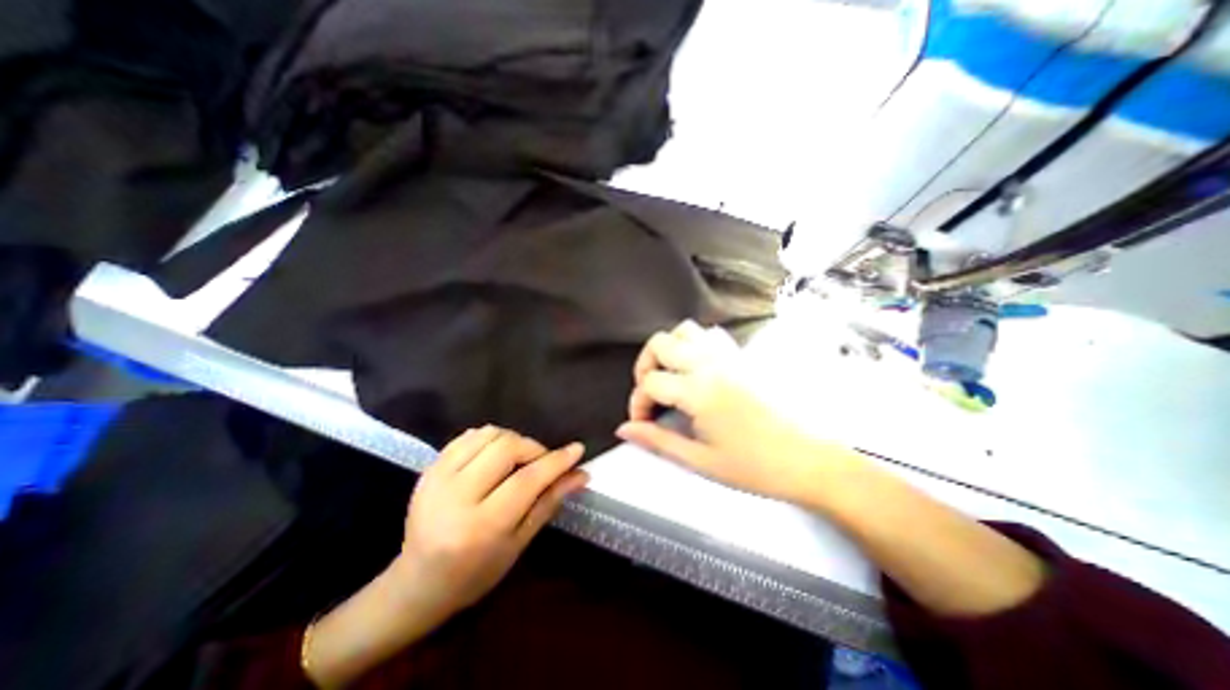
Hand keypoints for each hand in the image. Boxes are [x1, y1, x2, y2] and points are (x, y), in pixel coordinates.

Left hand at [395, 429, 585, 616]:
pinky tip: (496, 454)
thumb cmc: (476, 573)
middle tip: (543, 460)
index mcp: (482, 526)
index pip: (527, 480)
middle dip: (534, 448)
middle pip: (507, 448)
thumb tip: (581, 474)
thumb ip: (550, 502)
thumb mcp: (519, 543)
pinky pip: (469, 436)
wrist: (417, 583)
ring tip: (519, 458)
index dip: (556, 461)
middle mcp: (457, 497)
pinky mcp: (430, 468)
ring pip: (488, 435)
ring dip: (513, 439)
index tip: (577, 449)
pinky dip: (490, 438)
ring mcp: (438, 479)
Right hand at [619, 322, 841, 503]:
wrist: (810, 460)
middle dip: (645, 367)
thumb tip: (624, 430)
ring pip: (685, 330)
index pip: (649, 383)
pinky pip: (711, 335)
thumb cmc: (756, 466)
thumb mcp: (700, 460)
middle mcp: (711, 363)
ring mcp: (729, 355)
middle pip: (659, 343)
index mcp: (699, 390)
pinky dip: (694, 344)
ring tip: (670, 375)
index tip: (643, 423)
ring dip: (669, 349)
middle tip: (650, 393)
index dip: (637, 403)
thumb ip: (657, 441)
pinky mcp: (744, 356)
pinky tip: (697, 368)